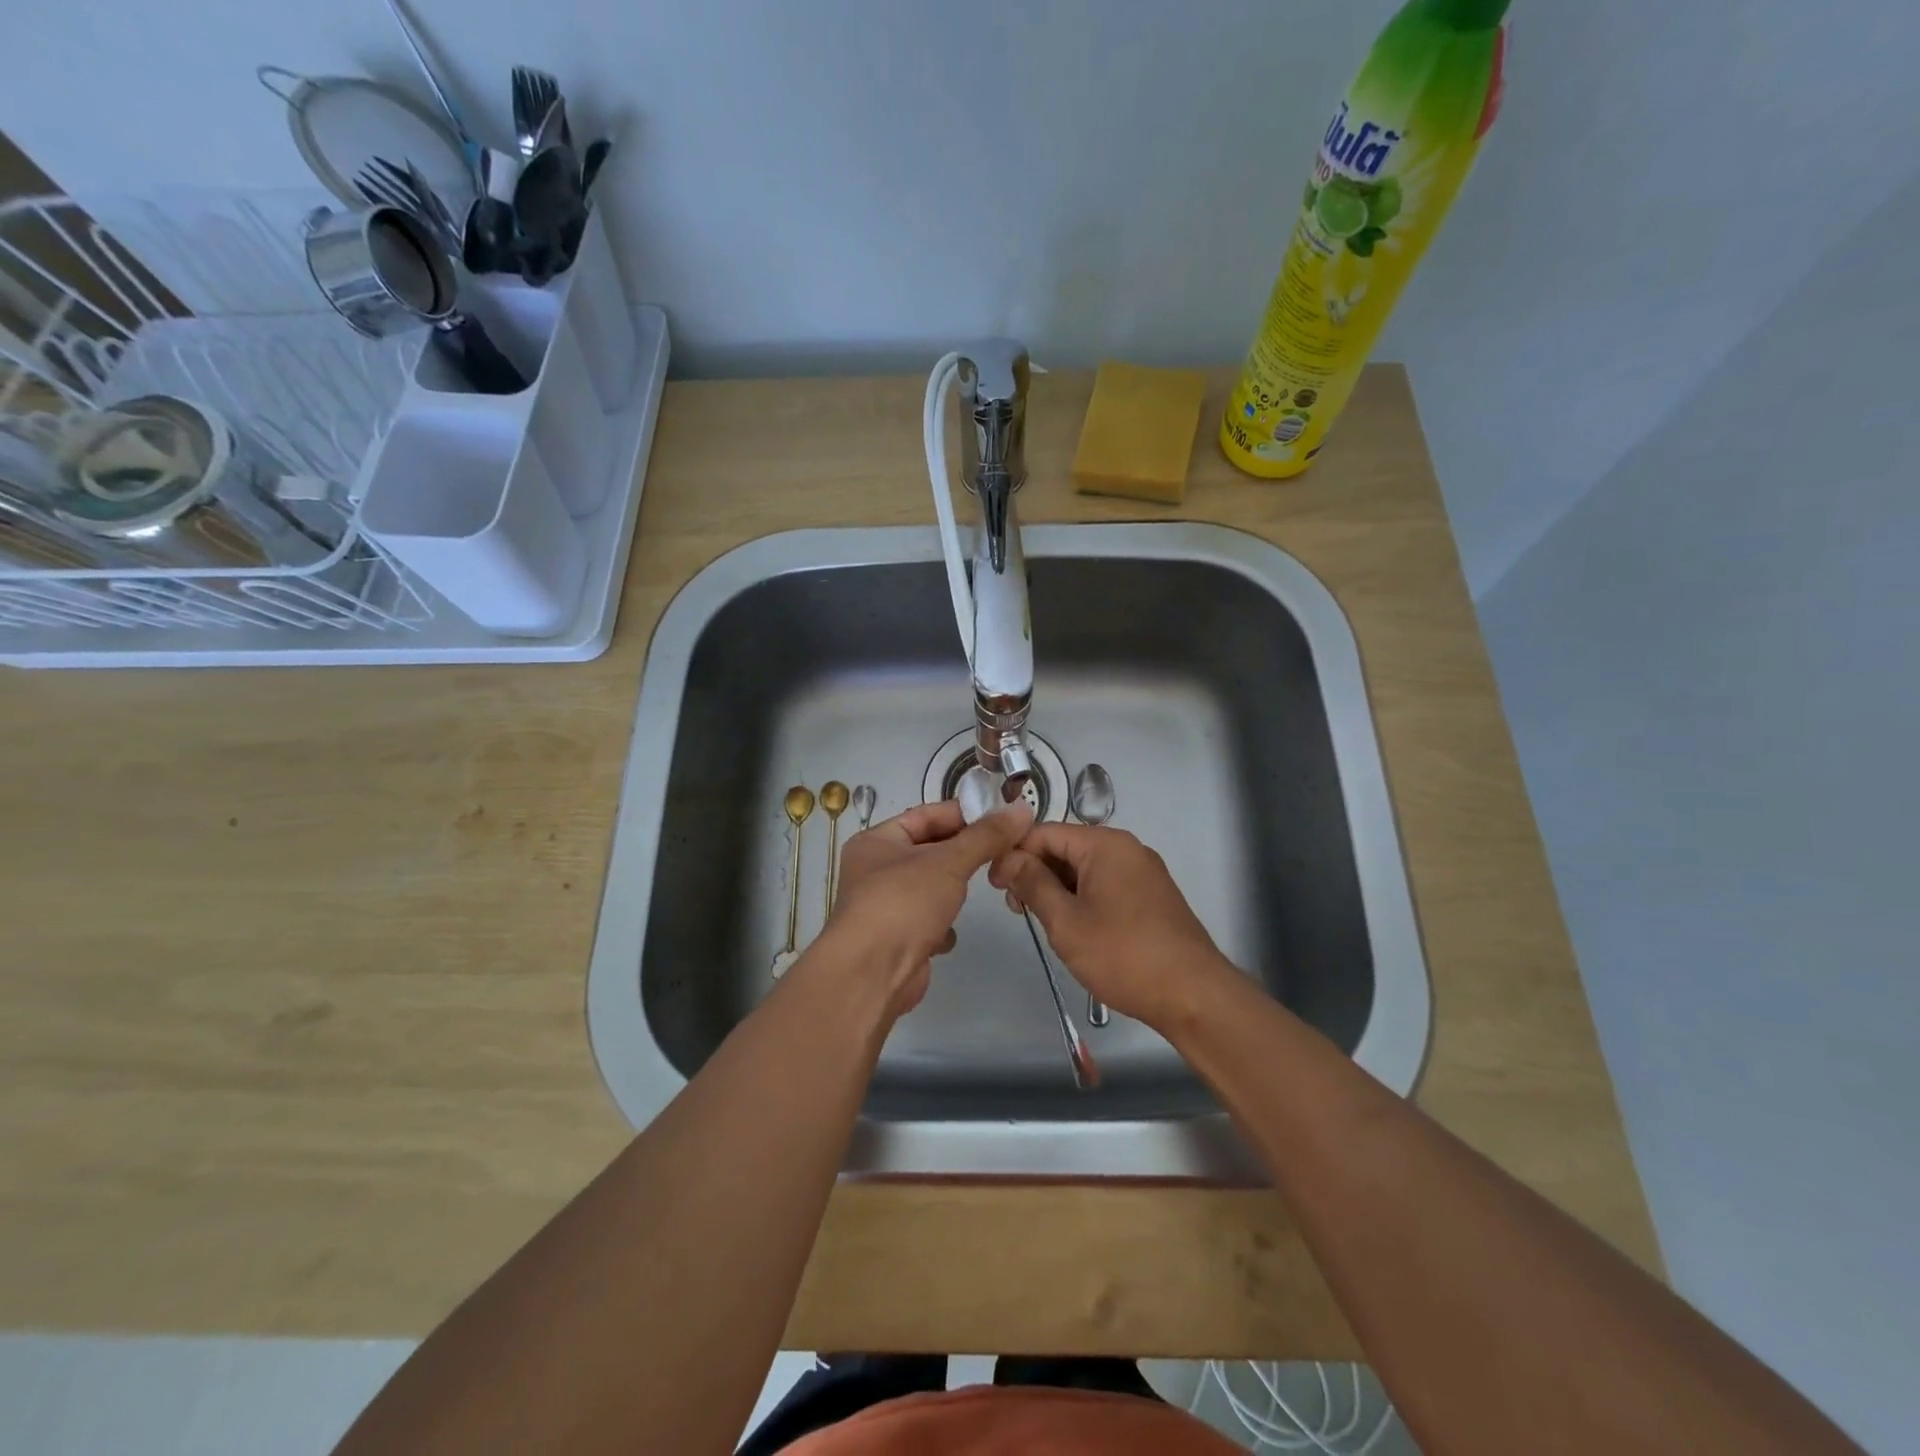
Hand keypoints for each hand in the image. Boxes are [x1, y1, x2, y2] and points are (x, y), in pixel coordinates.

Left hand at [810, 797, 1033, 1021]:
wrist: (872, 974)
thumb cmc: (904, 903)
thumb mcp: (949, 861)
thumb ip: (986, 836)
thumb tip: (1020, 809)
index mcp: (877, 841)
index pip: (926, 815)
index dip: (963, 813)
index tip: (1002, 816)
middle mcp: (875, 870)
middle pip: (930, 850)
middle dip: (964, 853)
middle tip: (1006, 848)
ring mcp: (885, 906)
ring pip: (931, 887)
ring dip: (954, 889)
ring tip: (987, 885)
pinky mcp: (897, 939)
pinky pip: (927, 921)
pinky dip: (942, 924)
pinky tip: (950, 931)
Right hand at [989, 823, 1231, 1030]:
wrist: (1194, 996)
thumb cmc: (1123, 955)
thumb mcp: (1066, 921)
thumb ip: (1032, 884)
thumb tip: (1008, 858)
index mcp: (1106, 844)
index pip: (1045, 832)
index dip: (1014, 853)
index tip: (994, 886)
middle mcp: (1126, 849)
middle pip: (1066, 847)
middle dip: (1035, 872)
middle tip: (1017, 910)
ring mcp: (1142, 873)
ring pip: (1084, 869)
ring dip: (1057, 889)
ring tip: (1042, 922)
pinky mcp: (1151, 897)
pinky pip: (1105, 885)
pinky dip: (1081, 899)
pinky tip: (1073, 928)